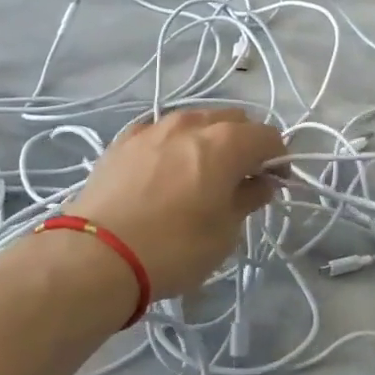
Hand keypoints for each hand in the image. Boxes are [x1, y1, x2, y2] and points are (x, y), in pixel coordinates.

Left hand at [71, 107, 284, 298]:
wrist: (97, 255)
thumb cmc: (175, 247)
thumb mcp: (225, 232)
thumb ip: (248, 199)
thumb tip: (262, 182)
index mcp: (226, 142)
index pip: (268, 137)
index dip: (278, 159)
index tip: (274, 184)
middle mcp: (192, 124)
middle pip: (233, 120)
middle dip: (245, 143)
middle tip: (241, 178)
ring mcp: (153, 127)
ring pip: (195, 121)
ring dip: (208, 140)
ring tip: (201, 172)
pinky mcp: (123, 141)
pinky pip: (160, 132)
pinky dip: (172, 145)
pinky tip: (165, 170)